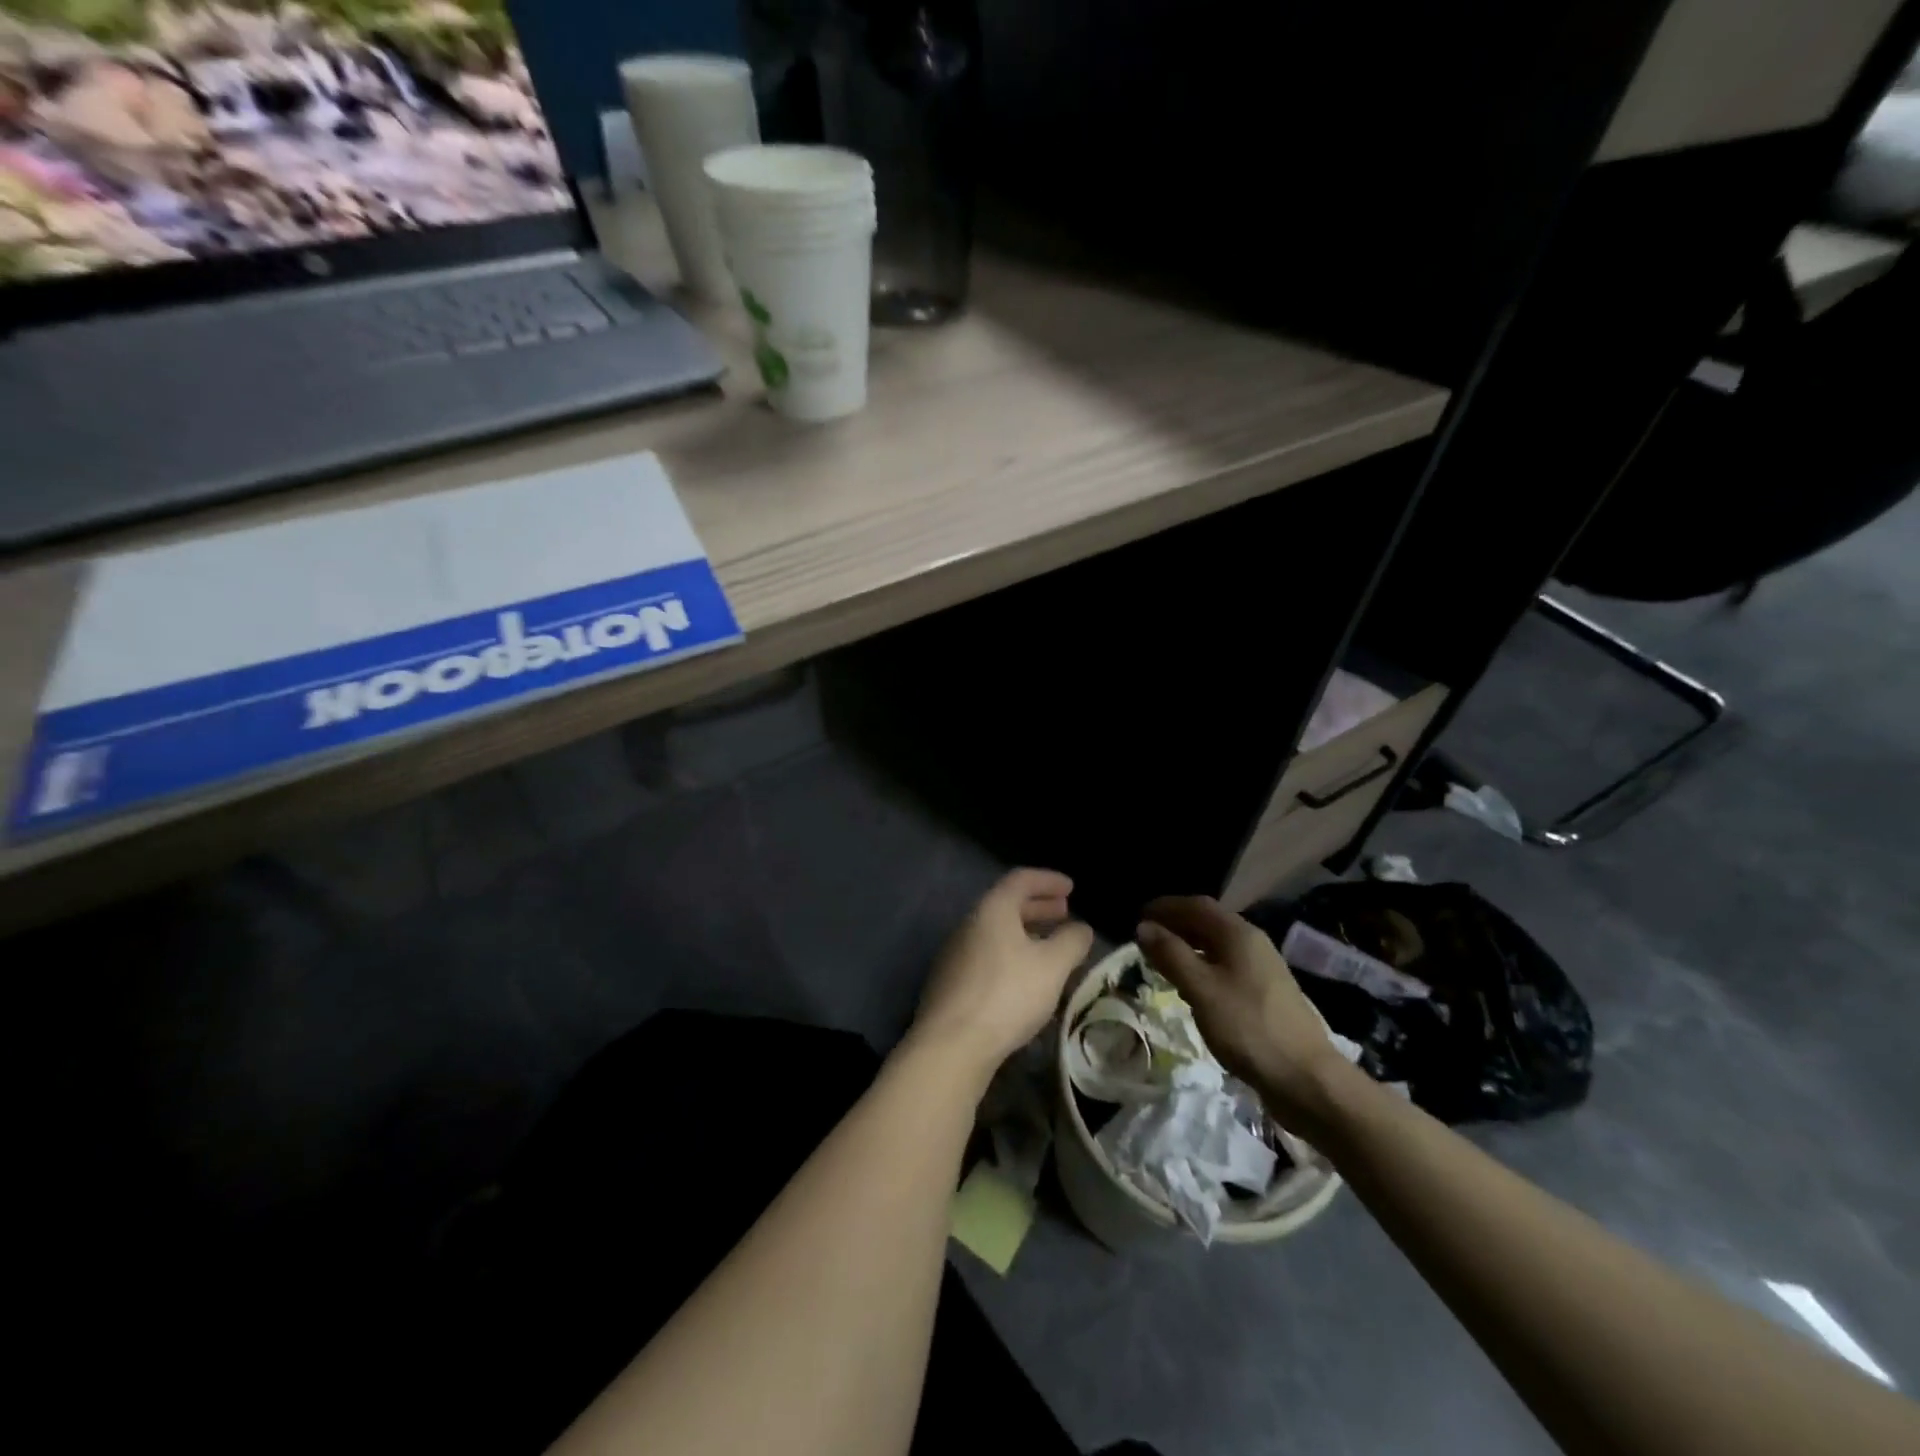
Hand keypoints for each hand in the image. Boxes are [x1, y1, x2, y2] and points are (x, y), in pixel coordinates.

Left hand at [911, 869, 1094, 1075]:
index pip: (1021, 880)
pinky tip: (1025, 977)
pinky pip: (986, 954)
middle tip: (1064, 912)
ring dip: (1025, 932)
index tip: (1071, 888)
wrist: (952, 1043)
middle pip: (1006, 905)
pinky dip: (1010, 954)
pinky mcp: (950, 981)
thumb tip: (1081, 928)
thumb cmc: (1007, 994)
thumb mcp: (1052, 966)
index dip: (1048, 880)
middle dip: (1038, 906)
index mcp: (992, 909)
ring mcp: (955, 953)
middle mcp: (969, 923)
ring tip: (1050, 946)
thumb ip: (1071, 942)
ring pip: (996, 932)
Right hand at [1136, 896, 1347, 1130]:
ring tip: (1161, 960)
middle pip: (1208, 922)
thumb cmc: (1248, 1027)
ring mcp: (1262, 969)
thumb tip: (1144, 927)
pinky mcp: (1265, 994)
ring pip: (1217, 946)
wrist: (1306, 1079)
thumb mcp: (1201, 989)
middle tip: (1145, 937)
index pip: (1196, 905)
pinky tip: (1191, 988)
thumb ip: (1171, 955)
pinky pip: (1226, 967)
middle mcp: (1253, 943)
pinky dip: (1202, 967)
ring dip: (1188, 946)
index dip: (1166, 906)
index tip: (1138, 915)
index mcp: (1238, 934)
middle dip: (1175, 925)